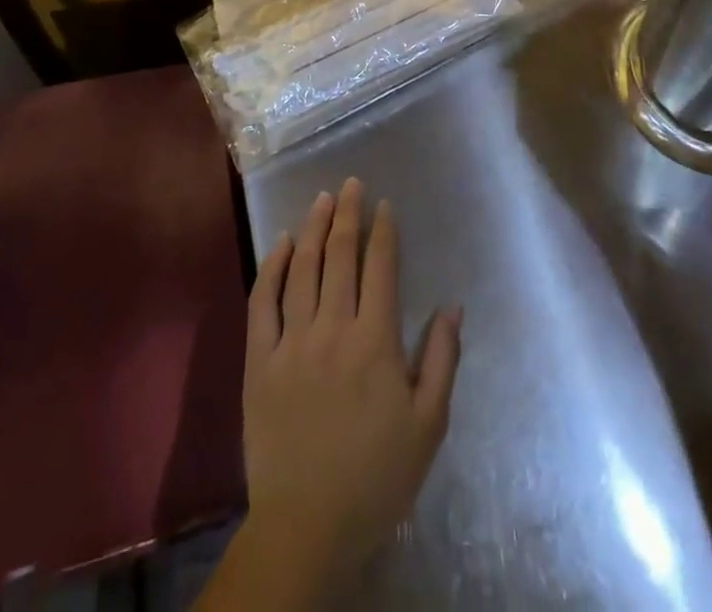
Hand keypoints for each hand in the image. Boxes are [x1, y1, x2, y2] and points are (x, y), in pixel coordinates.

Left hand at [200, 179, 460, 607]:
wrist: (308, 527)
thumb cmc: (377, 476)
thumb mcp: (428, 425)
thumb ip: (441, 360)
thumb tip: (452, 306)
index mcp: (376, 341)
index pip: (380, 267)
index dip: (384, 231)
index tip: (385, 205)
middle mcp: (333, 328)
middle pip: (341, 256)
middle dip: (349, 214)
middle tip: (352, 184)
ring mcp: (291, 341)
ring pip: (303, 268)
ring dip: (315, 228)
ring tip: (323, 199)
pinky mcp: (258, 360)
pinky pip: (263, 301)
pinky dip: (273, 266)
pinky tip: (284, 244)